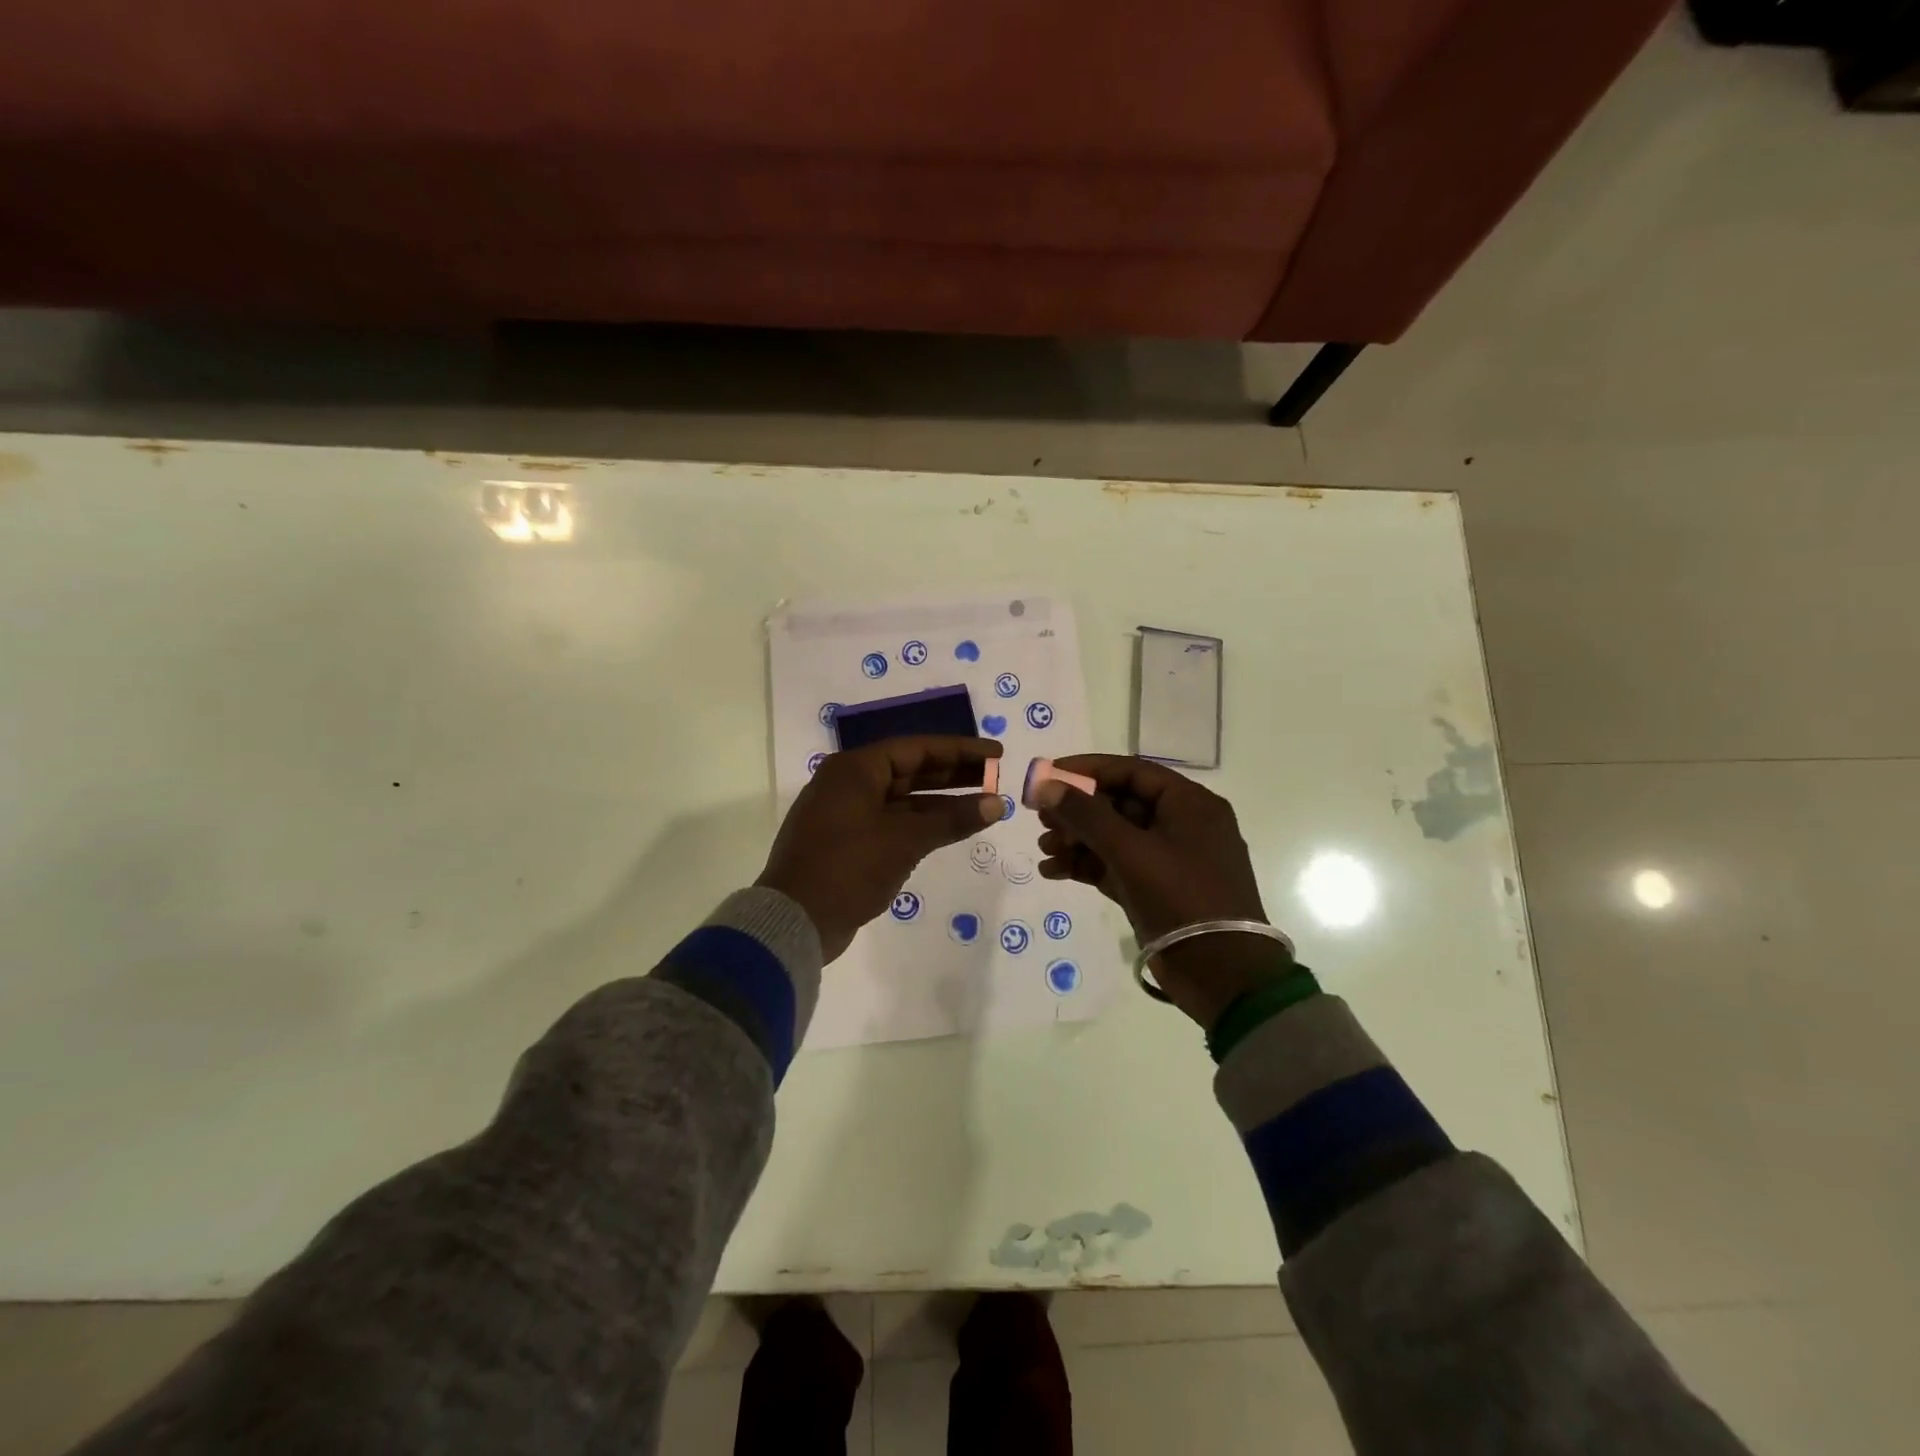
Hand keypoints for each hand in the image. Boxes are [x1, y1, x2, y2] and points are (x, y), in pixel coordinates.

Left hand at [757, 736, 1003, 961]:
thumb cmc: (849, 867)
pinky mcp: (847, 841)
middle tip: (996, 777)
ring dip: (941, 802)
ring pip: (903, 799)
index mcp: (855, 769)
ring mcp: (846, 813)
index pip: (918, 748)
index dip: (961, 750)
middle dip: (954, 774)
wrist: (794, 921)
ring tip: (984, 804)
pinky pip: (891, 821)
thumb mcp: (904, 840)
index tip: (997, 754)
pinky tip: (951, 829)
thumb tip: (997, 804)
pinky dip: (921, 824)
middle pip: (911, 770)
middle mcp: (848, 783)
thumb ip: (952, 819)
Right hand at [1034, 755, 1287, 1027]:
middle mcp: (1183, 825)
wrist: (1223, 975)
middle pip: (1120, 804)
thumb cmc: (1181, 899)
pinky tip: (1055, 871)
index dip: (1088, 769)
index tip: (1049, 774)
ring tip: (1044, 850)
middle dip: (1078, 812)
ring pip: (1116, 837)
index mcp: (1190, 804)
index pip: (1132, 772)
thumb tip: (1046, 785)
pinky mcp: (1158, 889)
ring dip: (1078, 840)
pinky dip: (1088, 866)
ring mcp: (1171, 859)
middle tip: (1041, 819)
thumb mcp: (1131, 851)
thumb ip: (1086, 815)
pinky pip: (1117, 865)